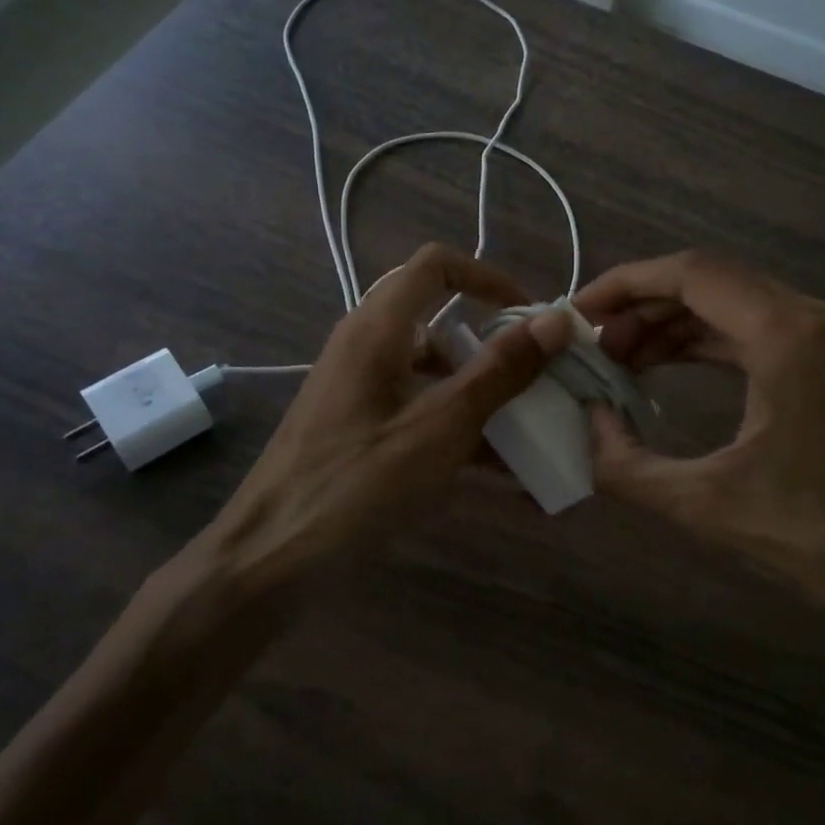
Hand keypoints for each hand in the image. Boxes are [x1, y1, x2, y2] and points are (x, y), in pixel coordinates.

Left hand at [201, 244, 571, 591]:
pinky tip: (506, 483)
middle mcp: (366, 347)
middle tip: (536, 374)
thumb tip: (555, 321)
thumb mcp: (438, 429)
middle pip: (439, 320)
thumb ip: (498, 373)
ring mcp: (361, 390)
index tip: (529, 316)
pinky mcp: (361, 428)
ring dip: (481, 396)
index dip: (488, 277)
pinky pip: (420, 413)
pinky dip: (459, 433)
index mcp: (377, 330)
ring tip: (532, 435)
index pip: (436, 265)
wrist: (269, 559)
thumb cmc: (355, 485)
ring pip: (433, 372)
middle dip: (492, 344)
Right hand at [576, 251, 824, 641]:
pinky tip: (674, 367)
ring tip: (625, 360)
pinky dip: (713, 341)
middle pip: (713, 282)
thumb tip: (587, 424)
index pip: (692, 274)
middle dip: (645, 308)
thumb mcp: (708, 507)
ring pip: (737, 303)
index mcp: (788, 336)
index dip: (626, 284)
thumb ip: (627, 465)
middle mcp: (818, 316)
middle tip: (597, 347)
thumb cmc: (824, 537)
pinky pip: (763, 328)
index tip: (581, 311)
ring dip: (677, 325)